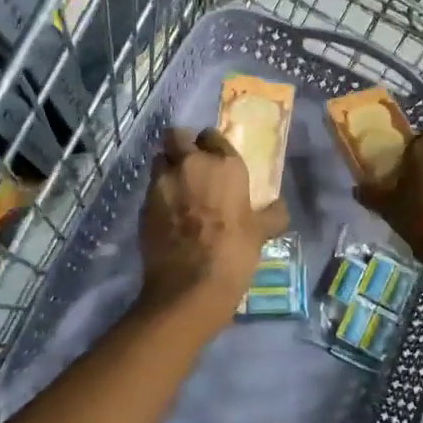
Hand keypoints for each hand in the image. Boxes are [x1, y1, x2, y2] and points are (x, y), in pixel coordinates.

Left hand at [140, 128, 288, 318]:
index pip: (211, 135)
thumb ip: (271, 215)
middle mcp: (190, 164)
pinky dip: (158, 194)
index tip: (214, 159)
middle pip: (176, 136)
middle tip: (191, 166)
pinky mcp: (143, 203)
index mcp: (223, 164)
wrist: (189, 287)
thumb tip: (279, 207)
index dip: (211, 145)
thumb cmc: (232, 253)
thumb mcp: (261, 233)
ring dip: (167, 168)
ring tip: (177, 189)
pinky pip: (151, 188)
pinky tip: (168, 214)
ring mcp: (162, 182)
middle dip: (181, 145)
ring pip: (160, 159)